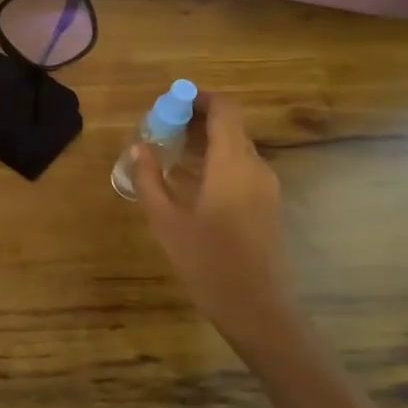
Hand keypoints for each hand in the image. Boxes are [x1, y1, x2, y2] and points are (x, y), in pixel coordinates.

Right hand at [132, 93, 301, 358]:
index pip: (225, 109)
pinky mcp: (268, 205)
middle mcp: (256, 167)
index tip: (170, 102)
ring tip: (170, 155)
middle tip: (162, 129)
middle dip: (196, 120)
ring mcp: (267, 187)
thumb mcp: (166, 220)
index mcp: (233, 163)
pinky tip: (191, 183)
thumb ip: (149, 178)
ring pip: (236, 148)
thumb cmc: (208, 262)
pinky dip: (217, 162)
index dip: (199, 98)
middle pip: (231, 126)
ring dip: (206, 143)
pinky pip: (242, 168)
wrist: (257, 309)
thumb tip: (139, 146)